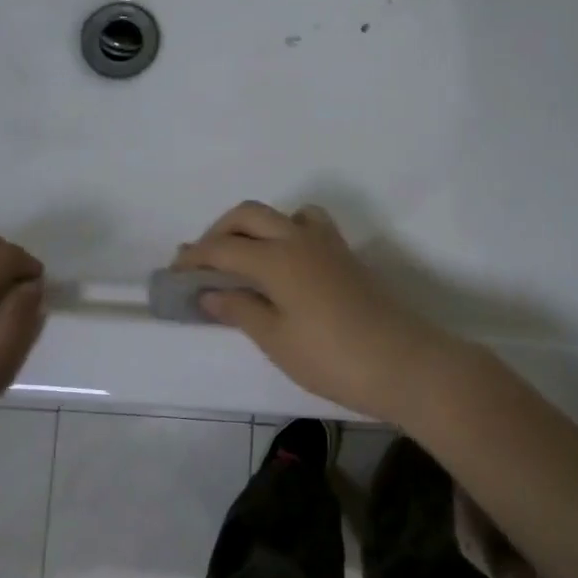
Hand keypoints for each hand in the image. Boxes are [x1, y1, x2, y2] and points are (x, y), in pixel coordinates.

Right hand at [174, 201, 476, 419]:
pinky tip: (283, 264)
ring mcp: (326, 243)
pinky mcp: (345, 255)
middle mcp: (299, 238)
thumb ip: (240, 309)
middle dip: (218, 231)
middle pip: (248, 214)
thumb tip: (209, 291)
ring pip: (280, 214)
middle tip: (202, 263)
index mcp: (276, 257)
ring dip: (253, 226)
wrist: (404, 363)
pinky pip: (306, 225)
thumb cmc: (332, 358)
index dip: (194, 257)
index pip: (223, 247)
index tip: (173, 273)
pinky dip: (284, 231)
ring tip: (241, 258)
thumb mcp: (276, 340)